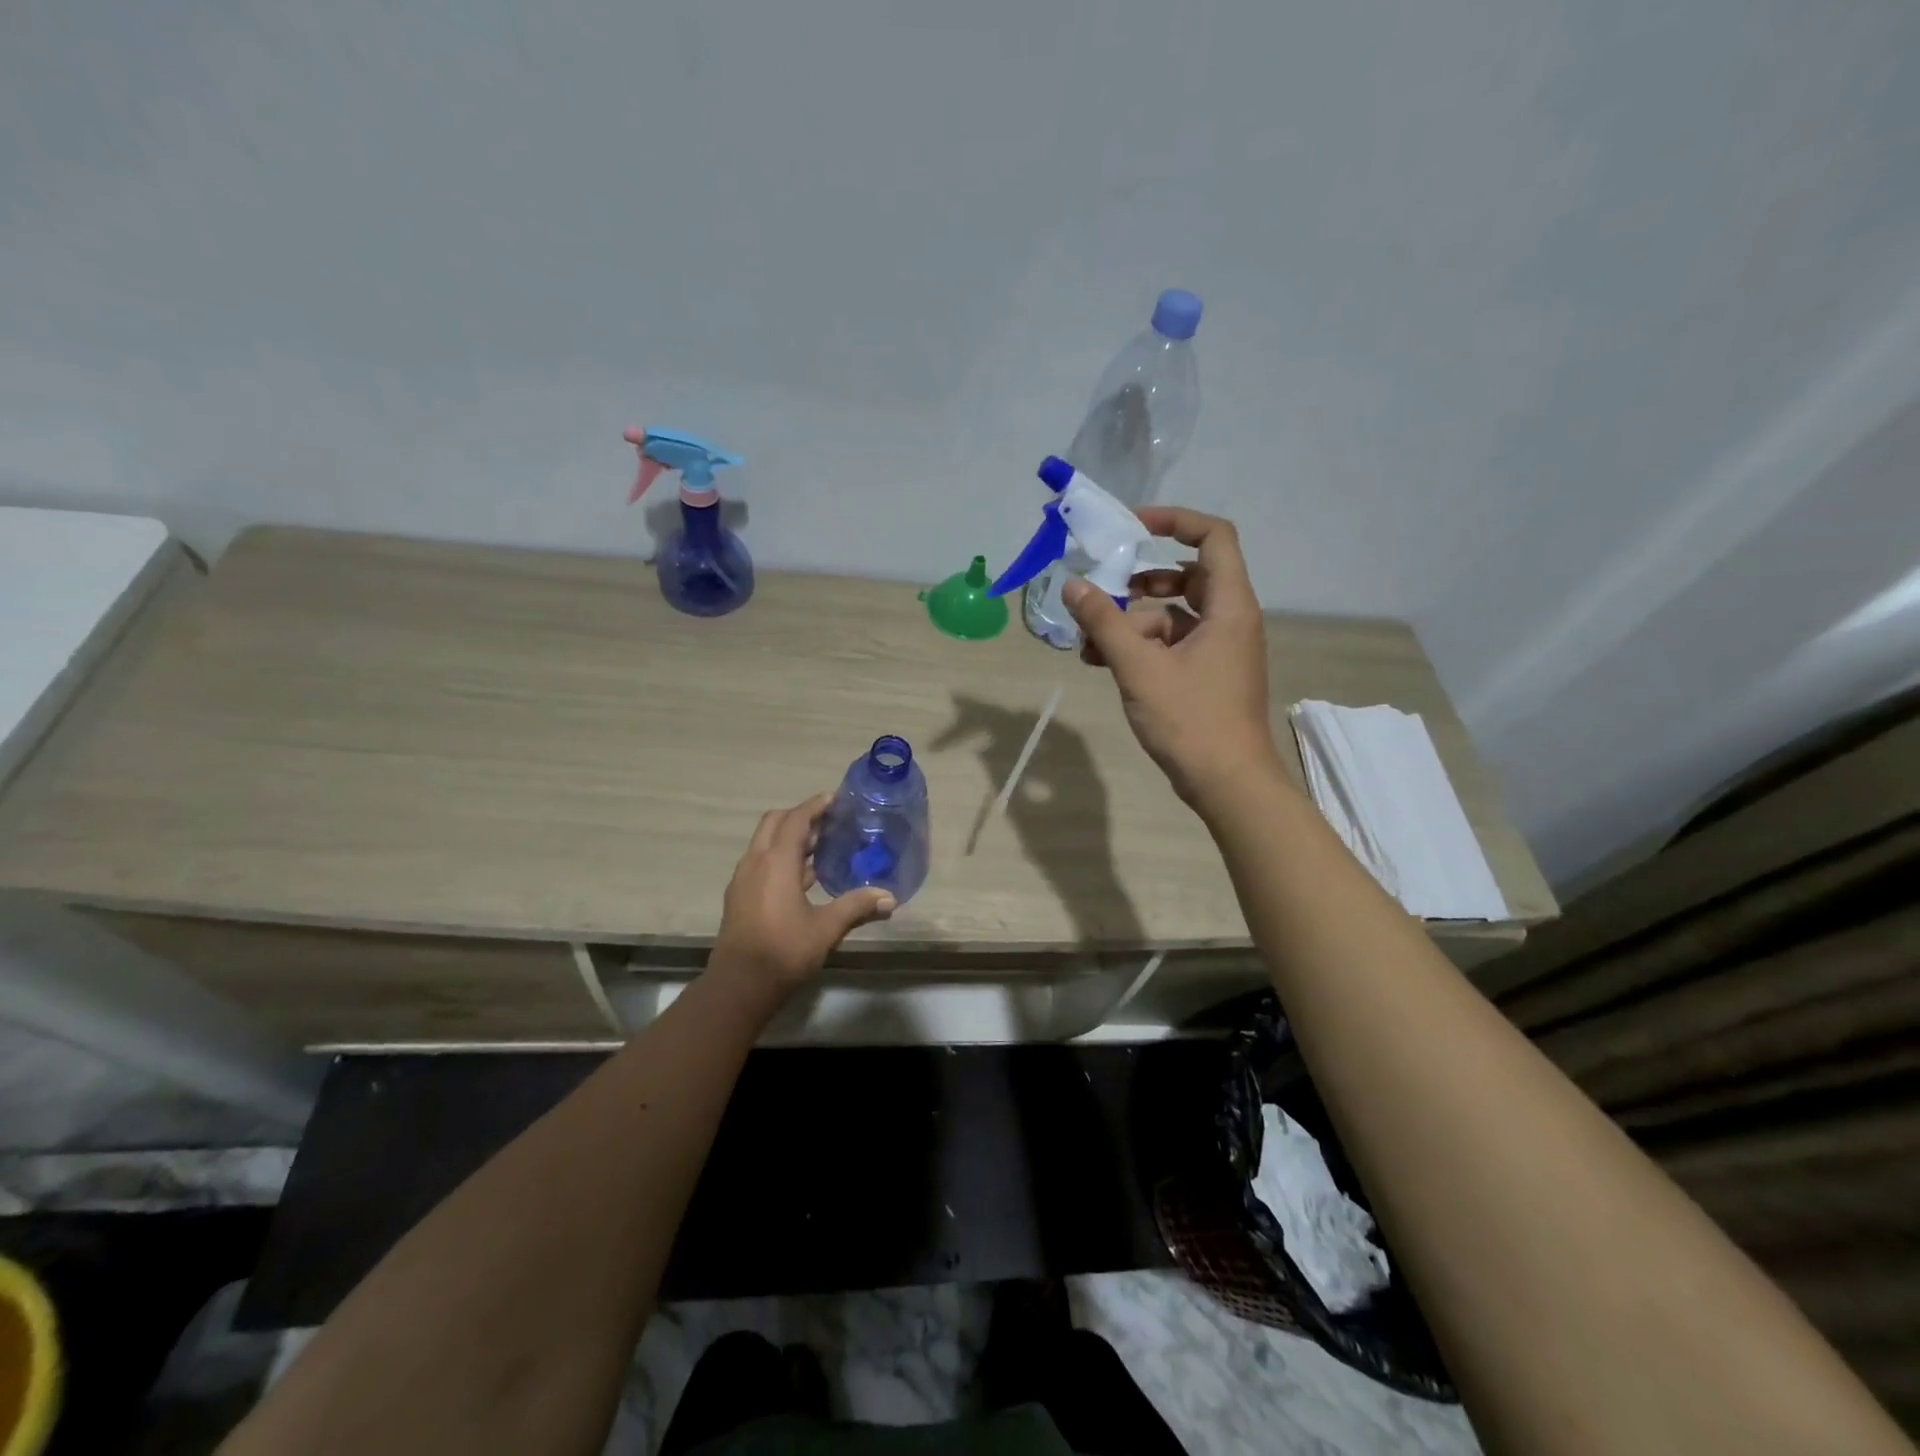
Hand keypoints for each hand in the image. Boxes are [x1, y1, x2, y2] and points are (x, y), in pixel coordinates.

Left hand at [709, 794, 895, 995]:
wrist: (739, 986)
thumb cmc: (784, 951)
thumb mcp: (826, 928)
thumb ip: (857, 906)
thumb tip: (890, 897)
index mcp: (776, 861)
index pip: (796, 819)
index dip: (815, 805)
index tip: (836, 799)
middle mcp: (755, 862)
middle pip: (775, 823)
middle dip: (800, 816)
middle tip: (829, 821)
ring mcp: (743, 879)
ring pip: (765, 842)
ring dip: (789, 837)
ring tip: (821, 846)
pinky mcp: (740, 896)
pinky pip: (760, 862)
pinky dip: (780, 857)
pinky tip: (802, 877)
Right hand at [1063, 506, 1280, 808]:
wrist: (1228, 783)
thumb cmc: (1191, 720)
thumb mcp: (1139, 667)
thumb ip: (1104, 622)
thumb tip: (1074, 585)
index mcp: (1228, 606)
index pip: (1212, 536)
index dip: (1174, 520)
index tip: (1131, 526)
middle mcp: (1229, 619)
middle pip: (1186, 576)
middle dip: (1139, 583)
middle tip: (1103, 590)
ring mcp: (1219, 649)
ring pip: (1172, 615)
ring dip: (1131, 621)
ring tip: (1089, 641)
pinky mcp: (1207, 674)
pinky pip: (1171, 644)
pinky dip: (1140, 647)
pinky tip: (1101, 662)